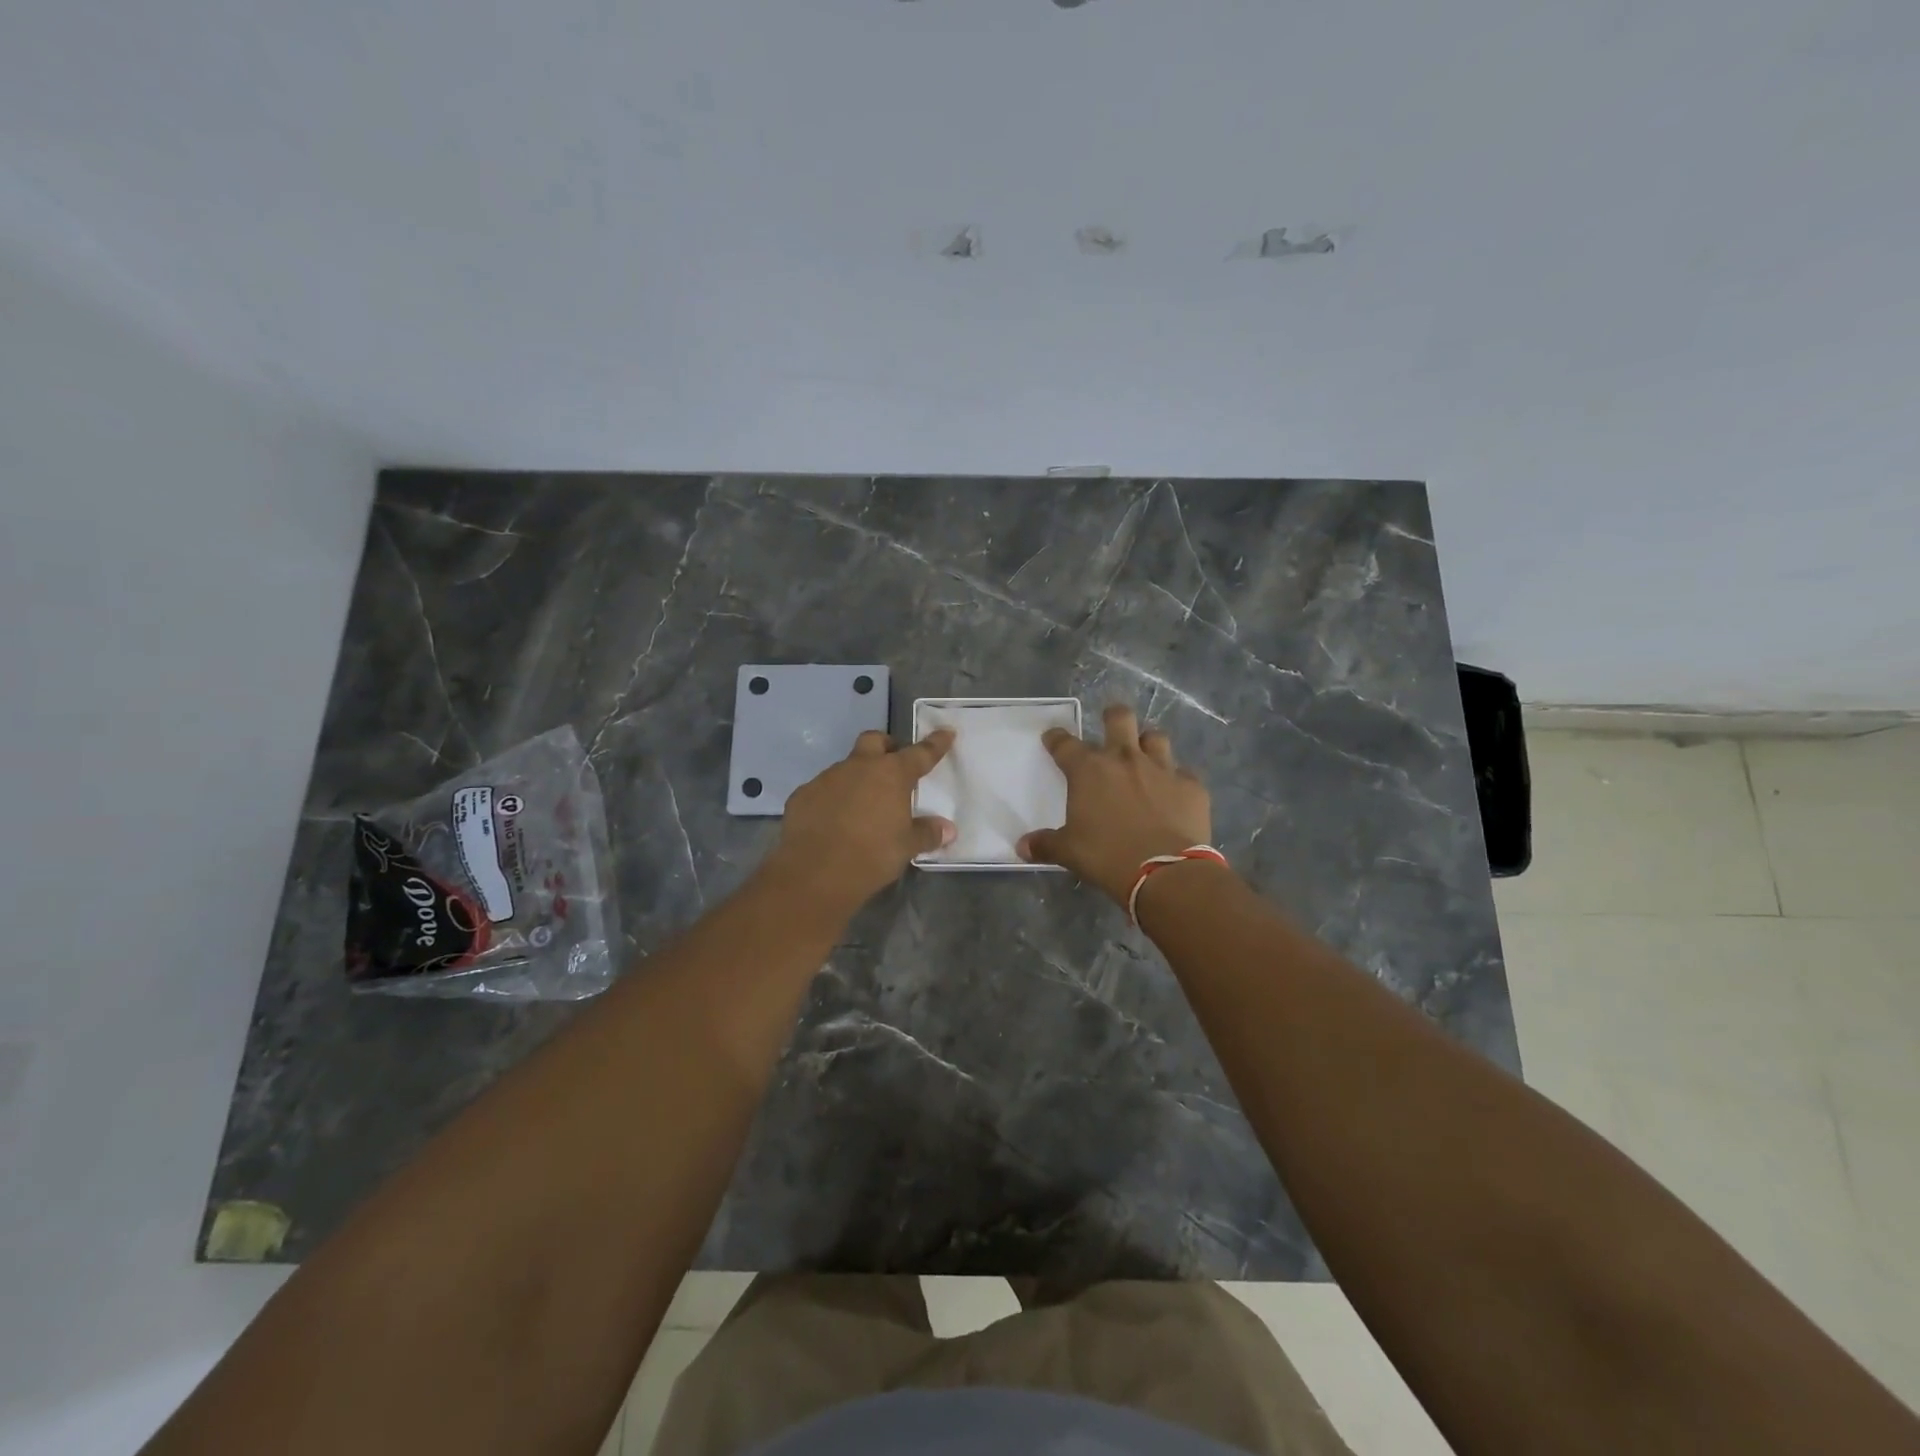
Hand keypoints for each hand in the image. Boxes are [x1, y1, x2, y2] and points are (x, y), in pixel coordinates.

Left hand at [763, 729, 956, 910]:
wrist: (815, 872)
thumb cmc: (871, 855)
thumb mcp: (906, 847)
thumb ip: (927, 833)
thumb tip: (947, 829)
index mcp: (891, 774)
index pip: (920, 753)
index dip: (935, 743)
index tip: (946, 732)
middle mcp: (859, 767)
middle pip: (874, 741)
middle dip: (886, 746)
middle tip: (893, 763)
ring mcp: (827, 778)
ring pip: (846, 767)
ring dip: (857, 778)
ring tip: (862, 805)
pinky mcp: (803, 795)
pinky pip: (823, 790)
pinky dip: (833, 799)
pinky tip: (833, 821)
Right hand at [1016, 705, 1211, 903]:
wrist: (1165, 873)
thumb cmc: (1107, 857)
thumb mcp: (1069, 853)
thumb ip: (1045, 844)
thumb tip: (1022, 846)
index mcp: (1089, 770)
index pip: (1065, 744)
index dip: (1056, 738)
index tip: (1052, 737)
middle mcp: (1125, 759)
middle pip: (1119, 718)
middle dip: (1112, 716)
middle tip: (1109, 726)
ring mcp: (1162, 768)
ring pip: (1155, 737)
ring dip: (1147, 743)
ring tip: (1144, 756)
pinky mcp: (1191, 785)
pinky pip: (1183, 773)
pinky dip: (1176, 780)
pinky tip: (1173, 794)